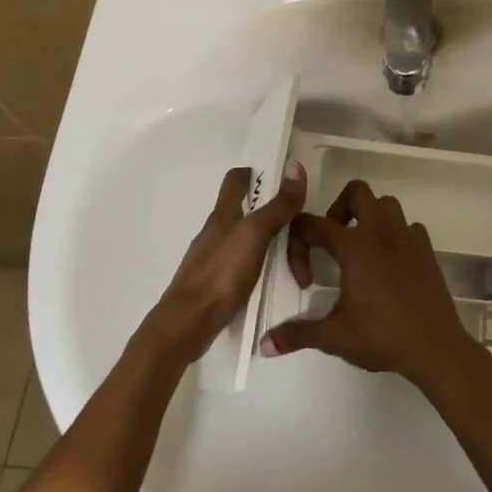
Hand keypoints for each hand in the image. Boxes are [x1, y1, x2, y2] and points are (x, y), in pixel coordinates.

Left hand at [145, 160, 306, 362]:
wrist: (187, 324)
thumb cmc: (221, 274)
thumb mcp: (255, 235)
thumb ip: (277, 205)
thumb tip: (295, 166)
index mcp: (224, 214)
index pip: (237, 179)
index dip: (258, 174)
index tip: (284, 184)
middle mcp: (216, 231)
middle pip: (250, 213)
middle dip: (278, 222)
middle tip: (304, 242)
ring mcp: (214, 257)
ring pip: (249, 241)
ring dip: (274, 248)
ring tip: (297, 271)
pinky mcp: (215, 282)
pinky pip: (244, 266)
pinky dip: (262, 269)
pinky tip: (274, 283)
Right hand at [260, 179, 478, 386]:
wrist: (436, 347)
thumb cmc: (383, 337)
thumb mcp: (335, 337)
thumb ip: (297, 334)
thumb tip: (263, 345)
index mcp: (354, 246)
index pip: (313, 224)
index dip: (299, 245)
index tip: (305, 280)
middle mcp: (380, 232)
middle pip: (356, 192)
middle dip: (338, 209)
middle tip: (332, 242)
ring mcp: (407, 237)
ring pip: (386, 204)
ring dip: (369, 216)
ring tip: (359, 248)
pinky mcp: (427, 249)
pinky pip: (408, 226)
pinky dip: (395, 234)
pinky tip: (389, 262)